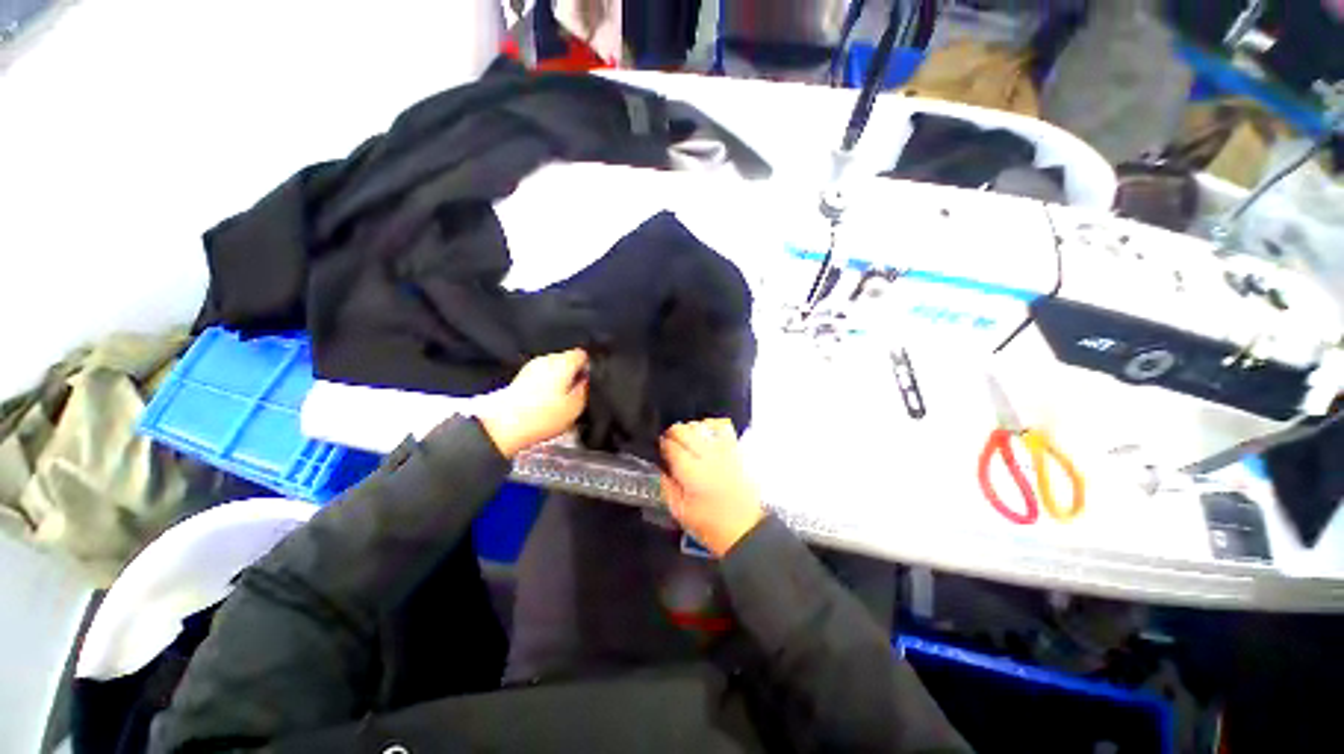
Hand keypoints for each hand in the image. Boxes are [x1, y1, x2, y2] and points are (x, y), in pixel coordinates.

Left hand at [479, 349, 588, 457]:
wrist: (503, 426)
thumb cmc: (540, 416)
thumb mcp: (576, 406)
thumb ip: (586, 388)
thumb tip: (587, 380)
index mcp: (563, 362)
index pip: (582, 354)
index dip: (588, 367)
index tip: (588, 381)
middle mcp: (546, 360)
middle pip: (566, 361)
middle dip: (573, 375)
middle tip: (576, 395)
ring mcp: (531, 368)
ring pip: (553, 371)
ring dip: (558, 382)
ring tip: (560, 403)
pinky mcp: (520, 380)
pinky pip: (540, 379)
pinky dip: (545, 388)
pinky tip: (545, 405)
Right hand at [660, 419, 765, 557]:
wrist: (746, 529)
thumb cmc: (711, 525)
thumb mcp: (680, 512)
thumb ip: (667, 487)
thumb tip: (661, 468)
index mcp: (692, 472)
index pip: (671, 446)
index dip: (662, 444)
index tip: (659, 449)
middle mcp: (707, 456)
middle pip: (685, 430)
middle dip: (673, 433)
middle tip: (669, 443)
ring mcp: (724, 451)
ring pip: (702, 426)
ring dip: (690, 429)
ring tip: (687, 440)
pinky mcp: (736, 451)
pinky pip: (721, 429)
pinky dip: (710, 427)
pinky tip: (706, 436)